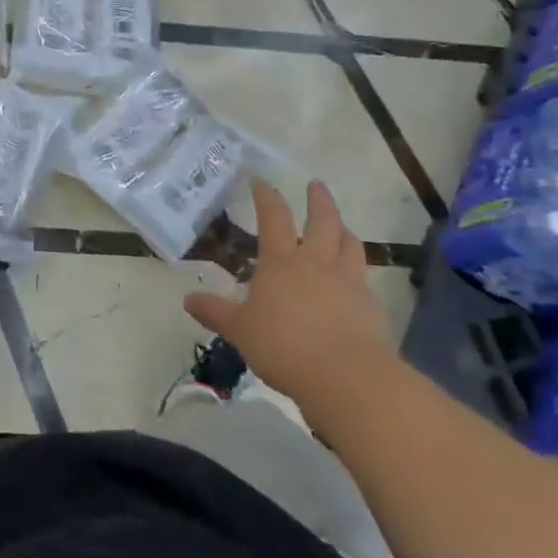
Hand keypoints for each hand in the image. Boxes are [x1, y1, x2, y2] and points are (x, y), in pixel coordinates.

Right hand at [185, 180, 392, 394]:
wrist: (346, 375)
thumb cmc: (284, 346)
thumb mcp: (240, 330)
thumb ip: (216, 312)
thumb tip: (187, 300)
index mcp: (281, 261)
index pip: (273, 218)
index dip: (266, 197)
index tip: (261, 181)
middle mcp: (316, 262)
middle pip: (322, 221)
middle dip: (318, 200)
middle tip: (316, 185)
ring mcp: (348, 281)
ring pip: (350, 244)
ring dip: (343, 231)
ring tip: (341, 227)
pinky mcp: (370, 305)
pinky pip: (364, 278)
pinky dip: (357, 271)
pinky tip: (354, 281)